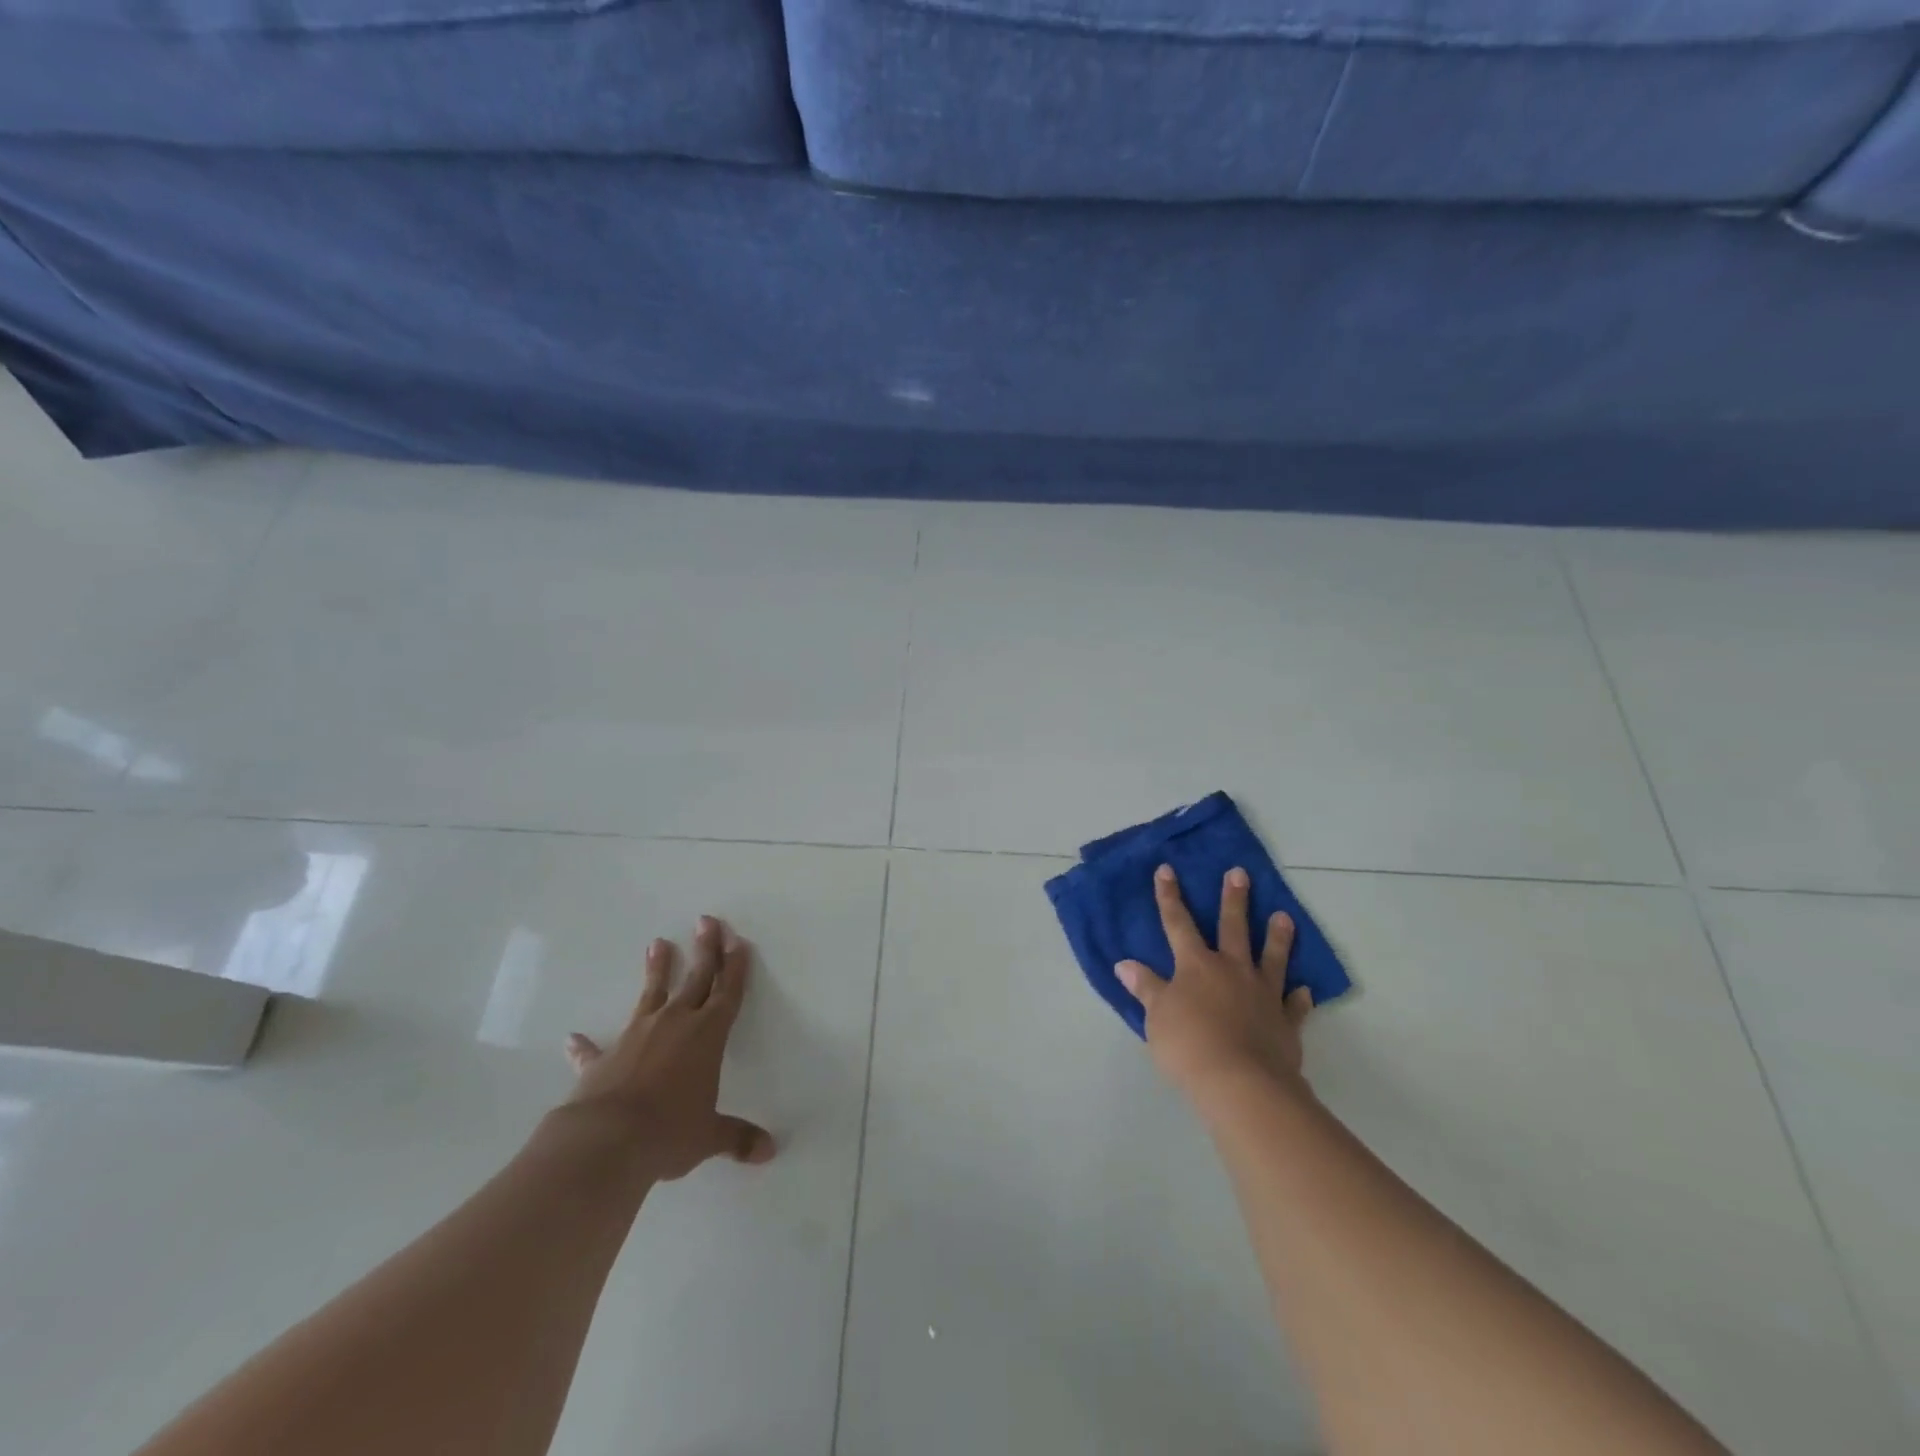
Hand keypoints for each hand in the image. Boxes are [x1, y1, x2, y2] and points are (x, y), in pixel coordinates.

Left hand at [561, 915, 775, 1181]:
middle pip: (696, 978)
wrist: (605, 1142)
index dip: (735, 966)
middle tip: (707, 921)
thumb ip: (737, 1138)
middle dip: (705, 949)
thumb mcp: (708, 1137)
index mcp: (707, 1035)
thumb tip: (769, 1152)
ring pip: (652, 993)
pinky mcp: (602, 1057)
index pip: (728, 992)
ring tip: (657, 943)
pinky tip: (574, 1038)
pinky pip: (594, 1048)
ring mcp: (636, 1035)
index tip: (737, 940)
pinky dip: (585, 1045)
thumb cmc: (669, 1132)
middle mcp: (675, 1024)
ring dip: (657, 969)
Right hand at [1117, 865, 1313, 1102]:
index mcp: (1196, 965)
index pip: (1177, 923)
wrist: (1240, 1083)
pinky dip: (1299, 997)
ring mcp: (1262, 994)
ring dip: (1277, 937)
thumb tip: (1124, 964)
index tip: (1167, 870)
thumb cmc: (1189, 1045)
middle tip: (1240, 873)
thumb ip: (1145, 987)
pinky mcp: (1285, 1022)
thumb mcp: (1156, 1016)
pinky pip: (1294, 1005)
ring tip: (1284, 916)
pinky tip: (1304, 990)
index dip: (1169, 896)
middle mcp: (1231, 970)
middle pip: (1232, 928)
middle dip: (1234, 900)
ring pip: (1271, 958)